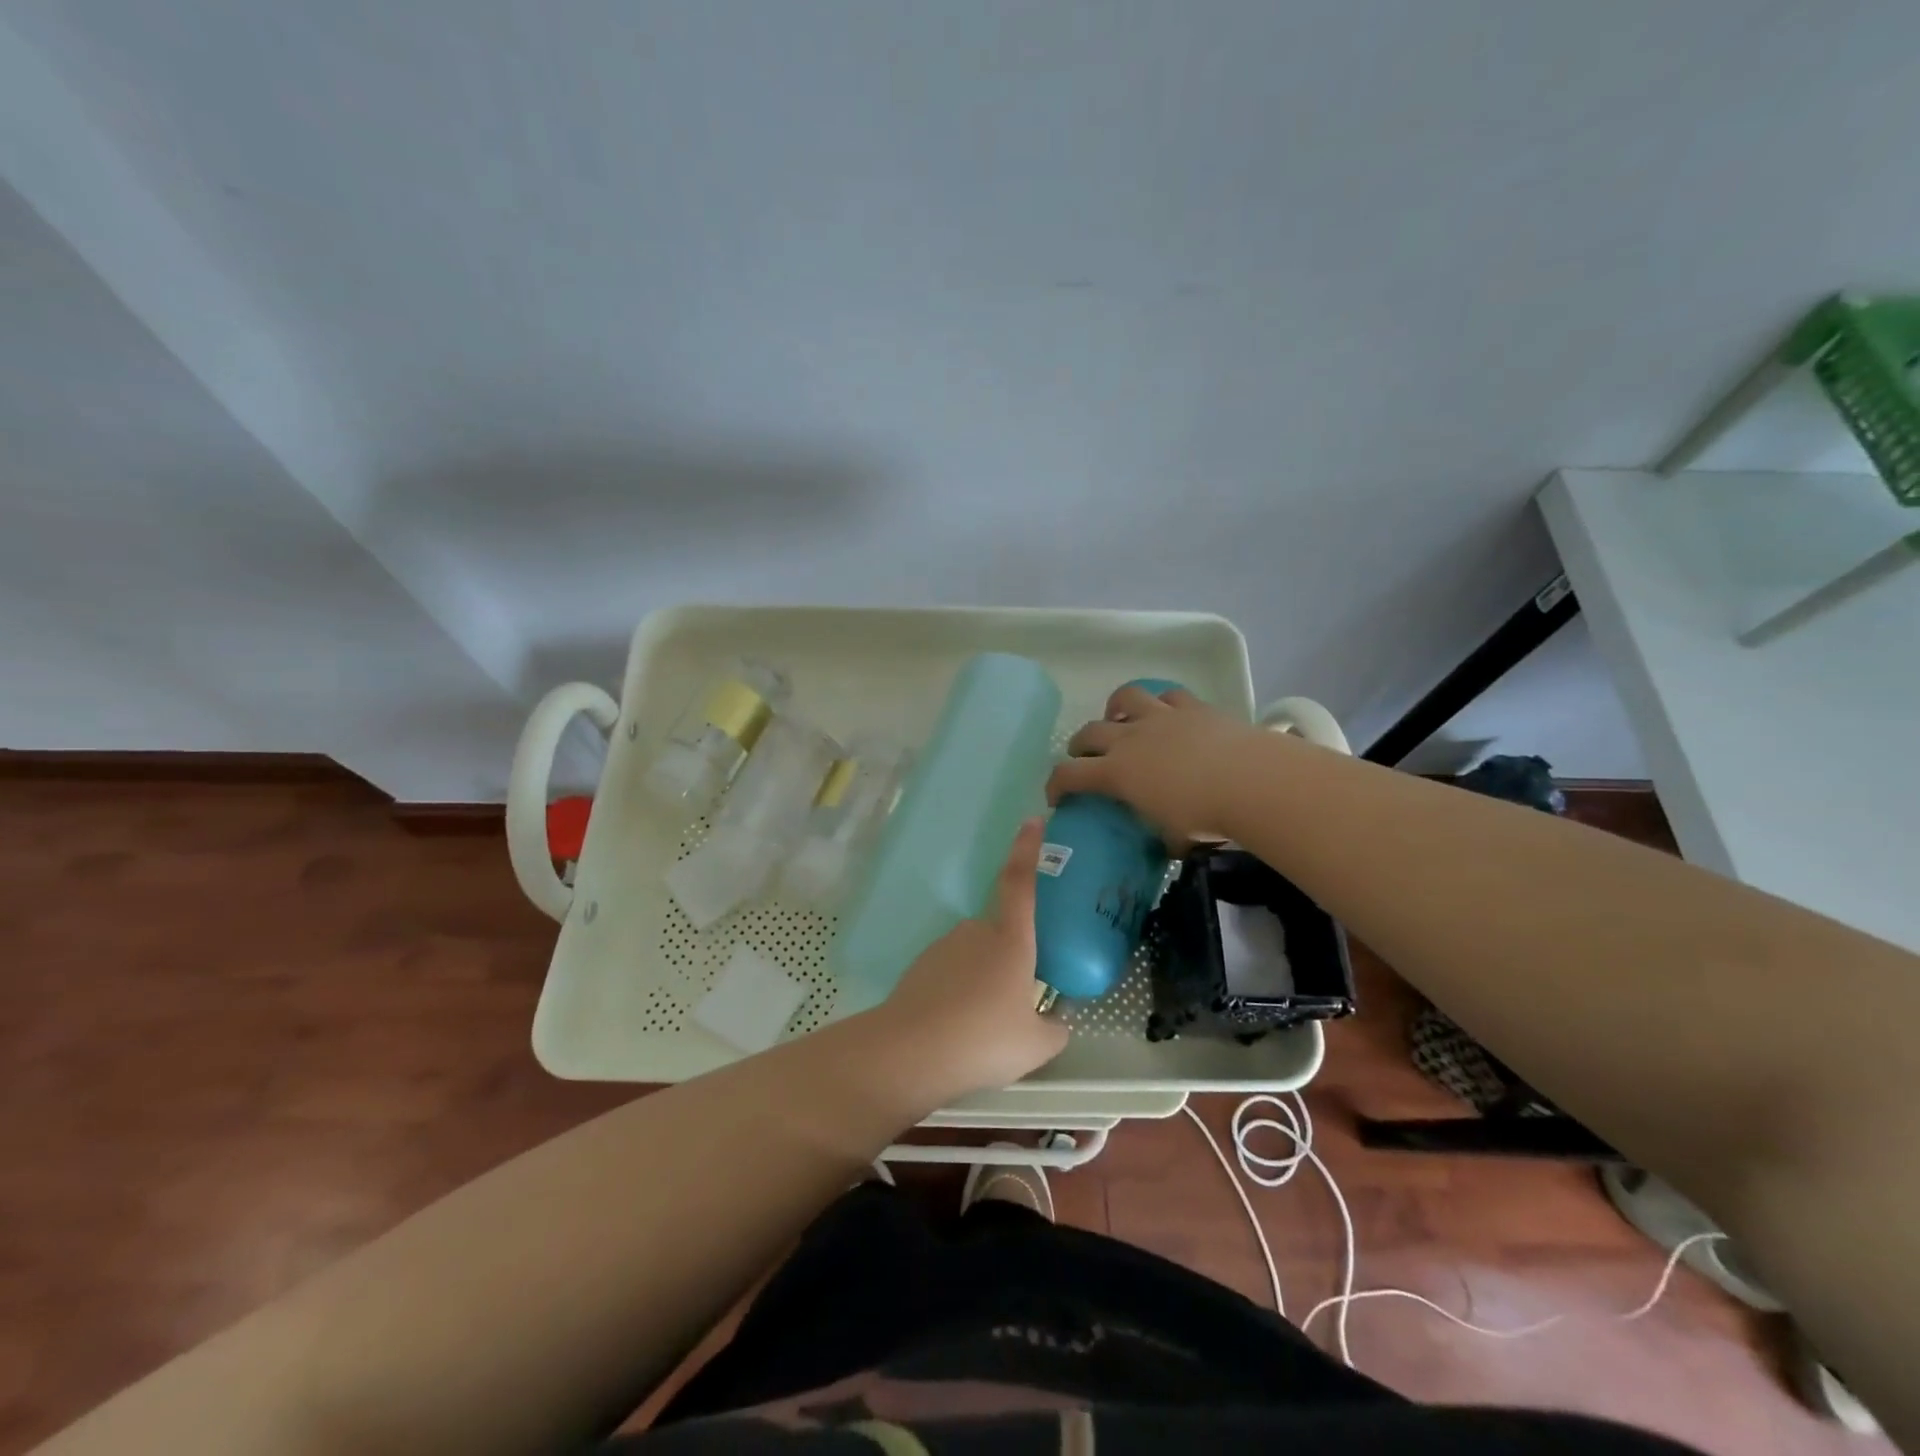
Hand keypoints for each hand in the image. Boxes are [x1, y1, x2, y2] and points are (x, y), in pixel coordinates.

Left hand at [879, 818, 1069, 1096]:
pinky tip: (959, 1029)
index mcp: (1010, 940)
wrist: (910, 1052)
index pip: (1020, 882)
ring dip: (984, 981)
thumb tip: (1059, 1022)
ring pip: (976, 956)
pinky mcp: (921, 967)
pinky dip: (959, 993)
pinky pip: (952, 973)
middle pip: (1001, 933)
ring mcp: (944, 946)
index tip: (1033, 821)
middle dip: (1011, 961)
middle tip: (1016, 1005)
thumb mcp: (1036, 1045)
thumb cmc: (983, 1040)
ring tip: (985, 1029)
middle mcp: (976, 932)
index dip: (1028, 849)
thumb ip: (1055, 1029)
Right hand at [1045, 683, 1262, 847]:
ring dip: (1115, 708)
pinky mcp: (1191, 706)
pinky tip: (1164, 713)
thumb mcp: (1173, 836)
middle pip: (1089, 732)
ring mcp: (1160, 717)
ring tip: (1119, 720)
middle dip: (1078, 746)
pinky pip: (1167, 695)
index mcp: (1117, 773)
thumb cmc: (1204, 815)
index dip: (1055, 785)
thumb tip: (1169, 844)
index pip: (1069, 774)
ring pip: (1125, 698)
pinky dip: (1159, 702)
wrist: (1249, 780)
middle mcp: (1130, 739)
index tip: (1056, 797)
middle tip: (1083, 758)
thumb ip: (1162, 836)